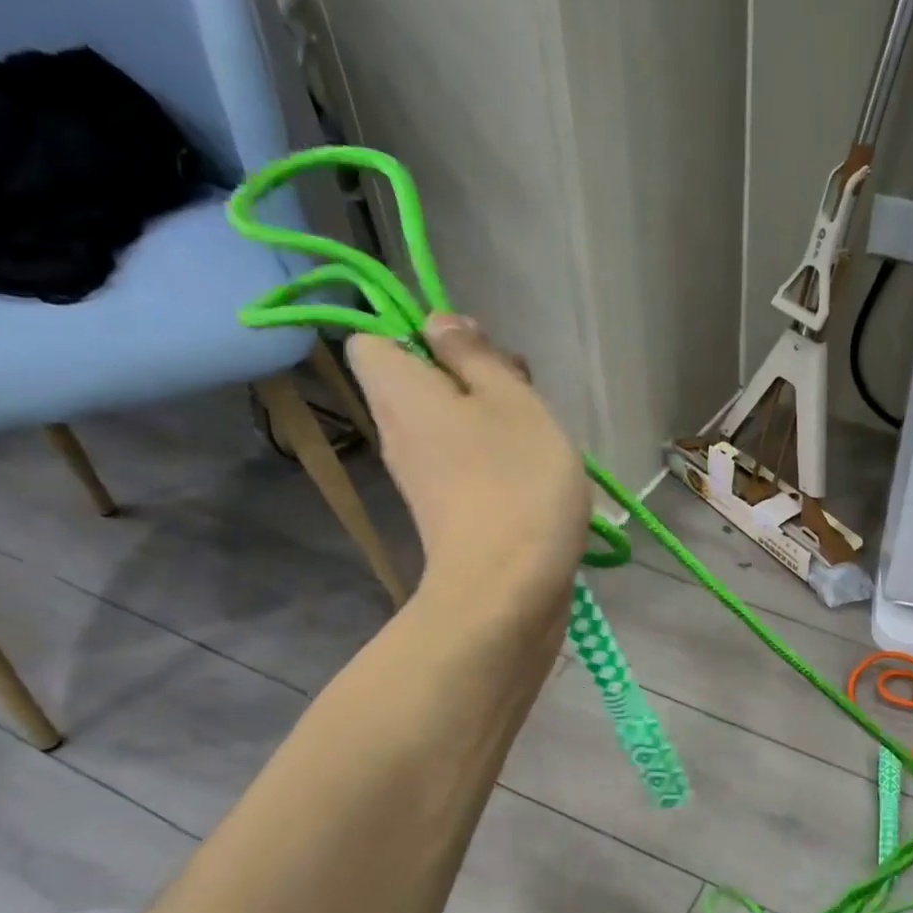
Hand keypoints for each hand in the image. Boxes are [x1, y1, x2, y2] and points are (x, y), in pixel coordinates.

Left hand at [347, 316, 588, 617]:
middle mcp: (398, 432)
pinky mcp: (449, 514)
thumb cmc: (516, 482)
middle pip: (420, 383)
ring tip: (540, 434)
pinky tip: (537, 476)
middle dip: (470, 378)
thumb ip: (475, 354)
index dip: (419, 334)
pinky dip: (495, 462)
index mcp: (399, 391)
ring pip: (449, 426)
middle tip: (521, 392)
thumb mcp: (510, 400)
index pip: (373, 339)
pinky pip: (465, 466)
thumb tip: (438, 322)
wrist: (509, 590)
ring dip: (492, 421)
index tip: (473, 352)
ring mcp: (422, 479)